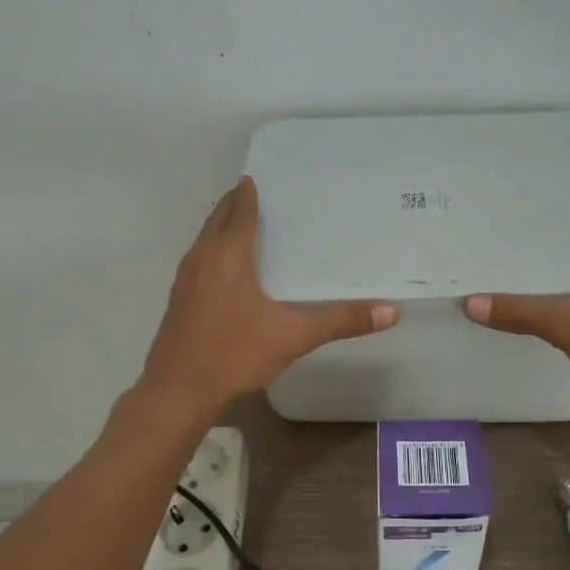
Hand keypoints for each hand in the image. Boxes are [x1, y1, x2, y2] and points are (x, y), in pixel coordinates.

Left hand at [137, 176, 397, 417]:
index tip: (260, 177)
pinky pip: (198, 260)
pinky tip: (227, 270)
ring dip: (221, 226)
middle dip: (235, 203)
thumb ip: (341, 321)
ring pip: (204, 239)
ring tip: (244, 225)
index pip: (240, 210)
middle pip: (218, 218)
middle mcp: (202, 257)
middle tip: (258, 194)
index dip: (249, 192)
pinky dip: (212, 250)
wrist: (177, 391)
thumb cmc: (234, 354)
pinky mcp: (178, 299)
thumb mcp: (293, 336)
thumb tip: (392, 311)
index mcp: (228, 254)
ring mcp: (185, 278)